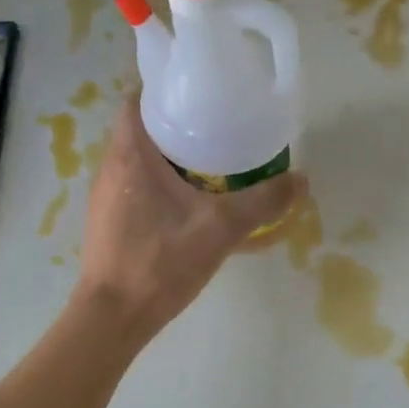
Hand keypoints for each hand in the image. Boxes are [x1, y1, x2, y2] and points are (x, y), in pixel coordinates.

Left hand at [75, 99, 305, 342]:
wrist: (113, 317)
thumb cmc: (159, 263)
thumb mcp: (220, 229)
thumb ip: (262, 203)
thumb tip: (301, 180)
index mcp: (130, 155)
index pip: (137, 100)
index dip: (165, 90)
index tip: (200, 93)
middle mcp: (111, 168)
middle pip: (142, 129)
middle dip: (178, 124)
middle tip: (219, 126)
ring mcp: (107, 196)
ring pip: (141, 160)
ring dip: (172, 157)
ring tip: (213, 161)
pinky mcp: (111, 221)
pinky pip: (138, 186)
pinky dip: (164, 184)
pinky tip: (194, 202)